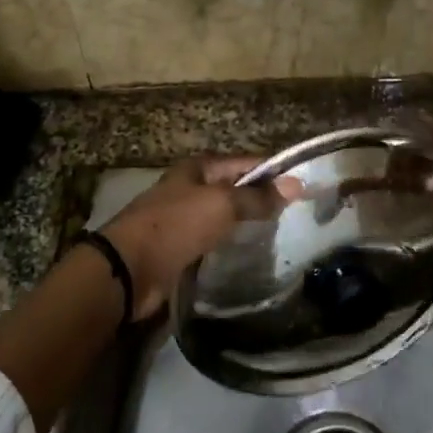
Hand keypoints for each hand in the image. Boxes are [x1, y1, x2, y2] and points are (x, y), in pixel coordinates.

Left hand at [99, 157, 297, 318]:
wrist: (129, 269)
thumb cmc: (176, 226)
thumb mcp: (221, 205)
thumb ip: (257, 197)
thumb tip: (296, 185)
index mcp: (197, 168)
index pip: (245, 163)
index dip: (273, 172)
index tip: (304, 186)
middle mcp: (190, 188)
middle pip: (234, 189)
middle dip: (261, 199)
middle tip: (297, 214)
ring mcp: (183, 219)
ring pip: (224, 216)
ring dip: (246, 223)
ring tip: (281, 234)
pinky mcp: (179, 247)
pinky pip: (213, 240)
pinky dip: (230, 244)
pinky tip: (250, 253)